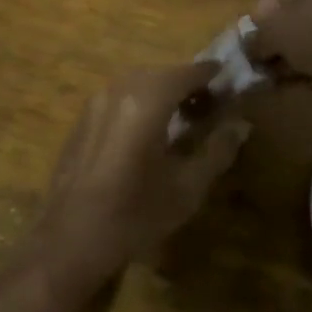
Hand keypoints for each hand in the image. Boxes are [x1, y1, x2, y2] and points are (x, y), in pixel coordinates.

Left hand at [33, 63, 250, 285]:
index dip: (210, 74)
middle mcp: (119, 90)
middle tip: (208, 103)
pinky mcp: (81, 120)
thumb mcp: (187, 187)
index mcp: (147, 100)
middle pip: (160, 74)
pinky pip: (117, 99)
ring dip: (161, 92)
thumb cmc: (135, 214)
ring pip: (136, 84)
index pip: (186, 72)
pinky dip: (138, 103)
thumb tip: (240, 125)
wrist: (70, 239)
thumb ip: (217, 150)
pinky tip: (147, 132)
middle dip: (186, 83)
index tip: (228, 79)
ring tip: (181, 117)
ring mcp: (95, 103)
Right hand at [246, 0, 311, 86]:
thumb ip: (258, 36)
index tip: (254, 34)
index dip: (265, 8)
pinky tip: (301, 85)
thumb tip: (248, 46)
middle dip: (279, 38)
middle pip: (302, 12)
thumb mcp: (279, 31)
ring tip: (278, 78)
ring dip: (296, 56)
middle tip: (263, 60)